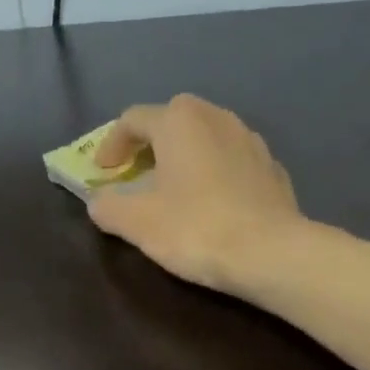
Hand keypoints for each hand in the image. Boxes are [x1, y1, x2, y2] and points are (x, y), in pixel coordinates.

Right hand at [89, 94, 305, 293]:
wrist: (269, 252)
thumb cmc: (195, 229)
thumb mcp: (137, 223)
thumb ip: (108, 207)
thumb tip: (99, 201)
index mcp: (179, 122)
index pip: (133, 119)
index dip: (111, 145)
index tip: (102, 173)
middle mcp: (216, 117)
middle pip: (172, 120)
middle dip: (149, 144)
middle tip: (136, 175)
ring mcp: (249, 140)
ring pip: (205, 137)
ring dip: (183, 156)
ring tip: (173, 188)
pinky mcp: (271, 167)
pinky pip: (230, 160)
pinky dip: (212, 173)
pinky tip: (210, 203)